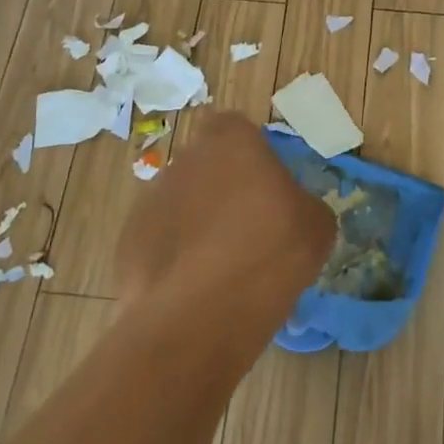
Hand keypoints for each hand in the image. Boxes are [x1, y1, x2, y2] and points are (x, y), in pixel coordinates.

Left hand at [115, 112, 334, 320]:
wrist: (198, 315)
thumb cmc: (268, 253)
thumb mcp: (316, 227)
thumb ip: (302, 205)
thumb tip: (292, 214)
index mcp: (231, 141)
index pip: (236, 128)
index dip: (251, 154)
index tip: (267, 187)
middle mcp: (185, 159)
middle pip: (207, 165)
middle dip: (224, 190)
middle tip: (250, 230)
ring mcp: (150, 199)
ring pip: (182, 203)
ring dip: (198, 224)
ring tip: (222, 268)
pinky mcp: (128, 241)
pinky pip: (160, 241)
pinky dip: (175, 258)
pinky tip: (194, 290)